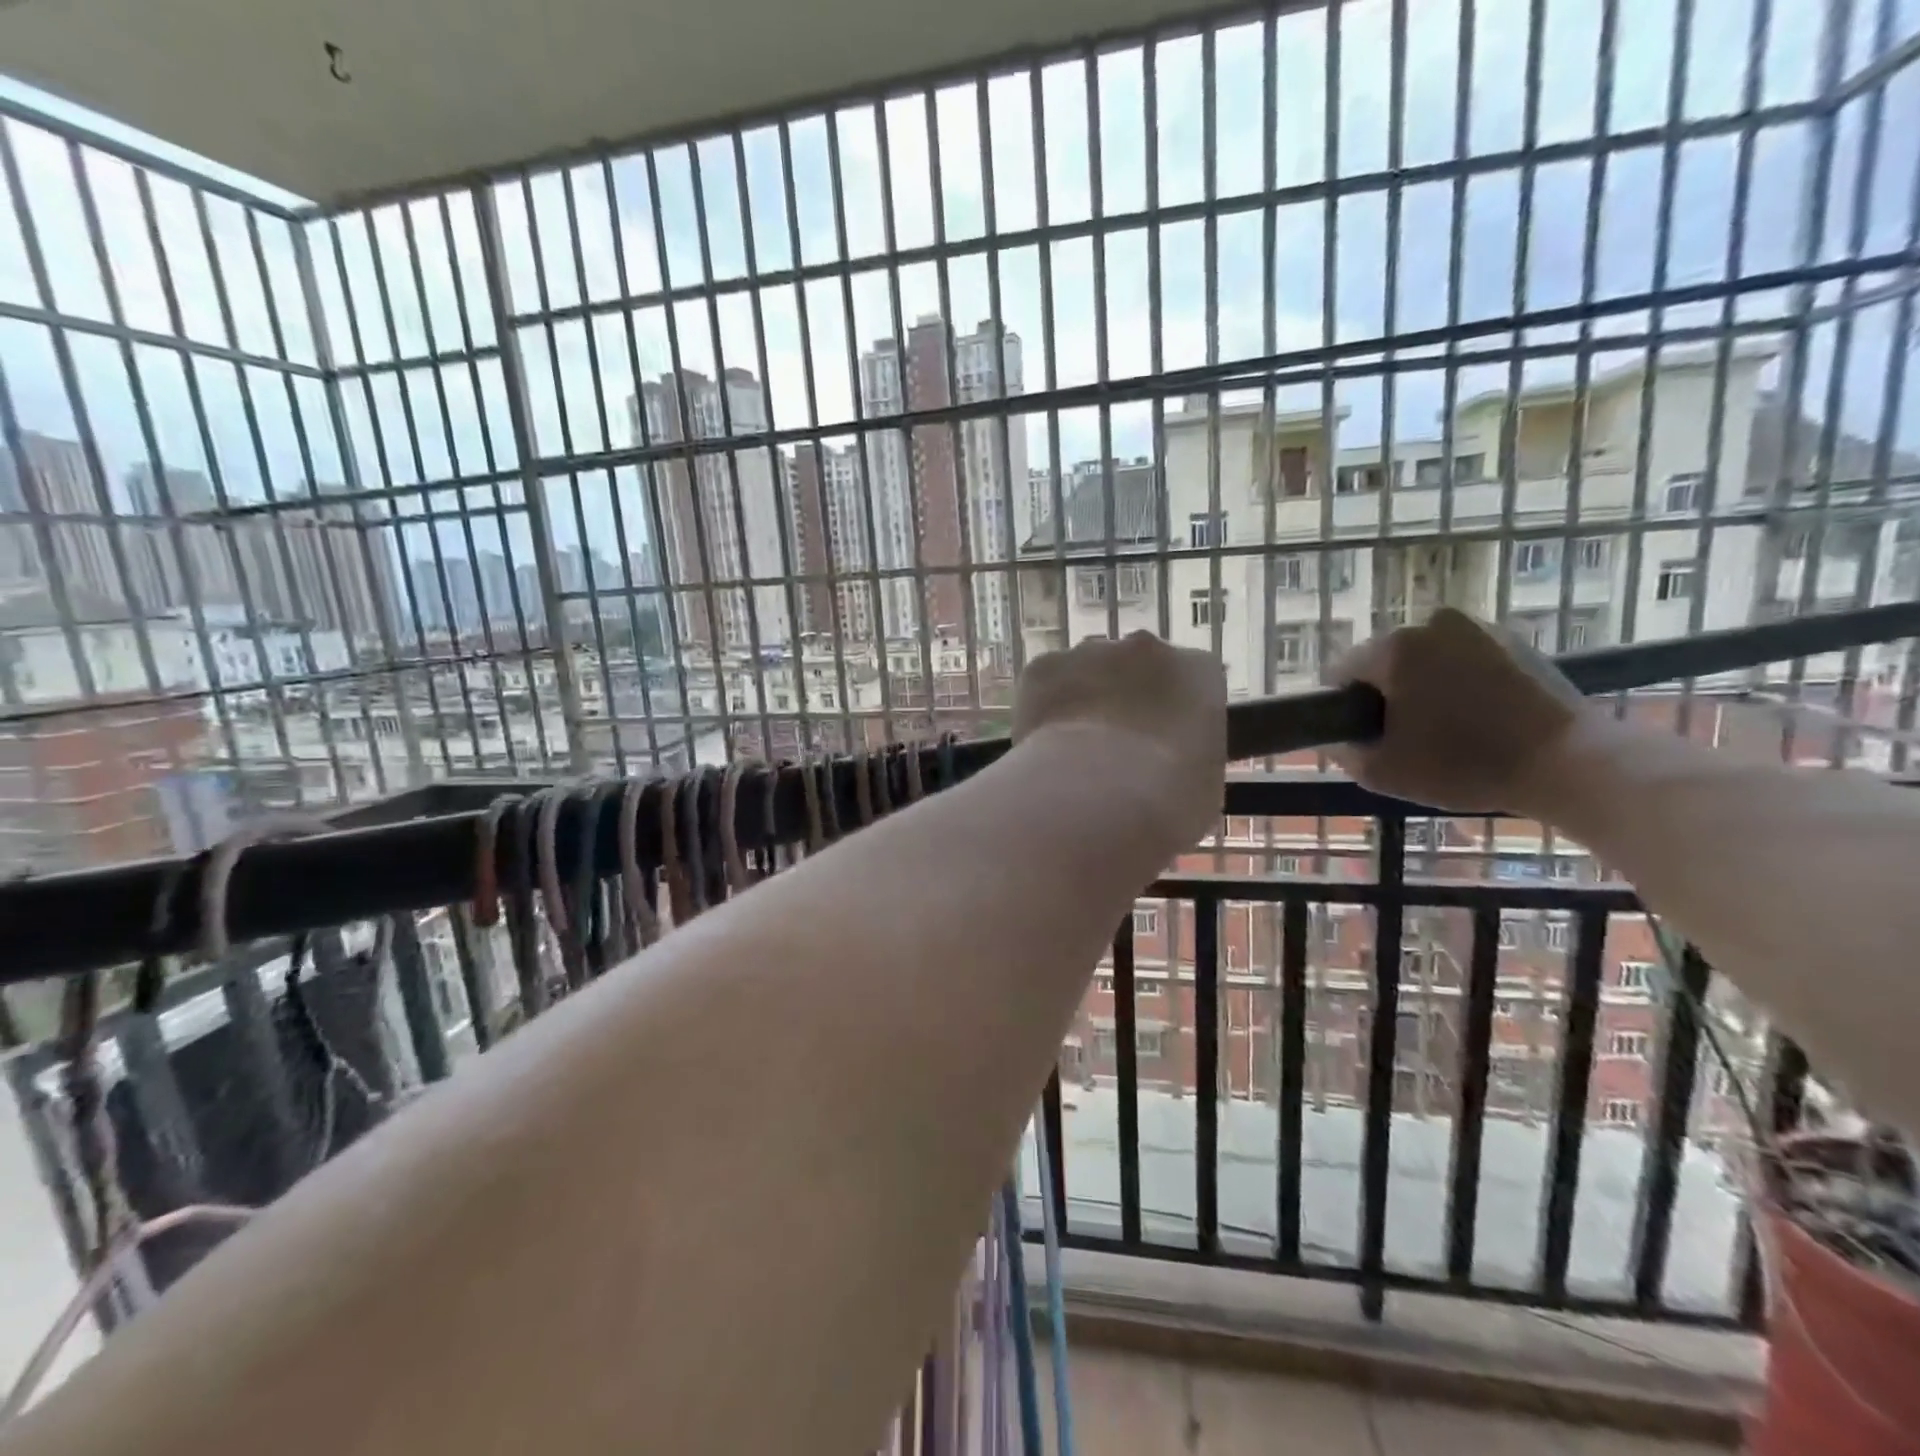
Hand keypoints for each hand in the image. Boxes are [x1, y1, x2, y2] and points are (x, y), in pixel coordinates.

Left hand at [1014, 631, 1226, 849]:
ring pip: (1085, 671)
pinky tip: (1043, 746)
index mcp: (1197, 670)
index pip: (1190, 679)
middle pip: (1134, 665)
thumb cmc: (1169, 799)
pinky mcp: (1042, 667)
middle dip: (1124, 697)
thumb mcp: (1202, 783)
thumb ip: (1189, 756)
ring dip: (1082, 700)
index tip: (1162, 741)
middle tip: (1114, 746)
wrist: (1099, 796)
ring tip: (1074, 751)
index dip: (1172, 710)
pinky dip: (1043, 709)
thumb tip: (1170, 766)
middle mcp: (1144, 648)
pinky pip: (1044, 684)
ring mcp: (1089, 652)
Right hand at [1328, 608, 1589, 813]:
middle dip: (1385, 694)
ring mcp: (1476, 626)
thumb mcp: (1381, 772)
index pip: (1339, 672)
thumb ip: (1341, 750)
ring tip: (1446, 729)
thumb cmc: (1464, 766)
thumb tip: (1332, 737)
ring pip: (1423, 659)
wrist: (1570, 763)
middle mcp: (1430, 623)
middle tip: (1406, 738)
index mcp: (1392, 648)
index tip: (1365, 738)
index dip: (1342, 708)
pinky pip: (1462, 658)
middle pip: (1382, 661)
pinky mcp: (1513, 639)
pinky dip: (1459, 682)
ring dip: (1422, 687)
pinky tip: (1478, 718)